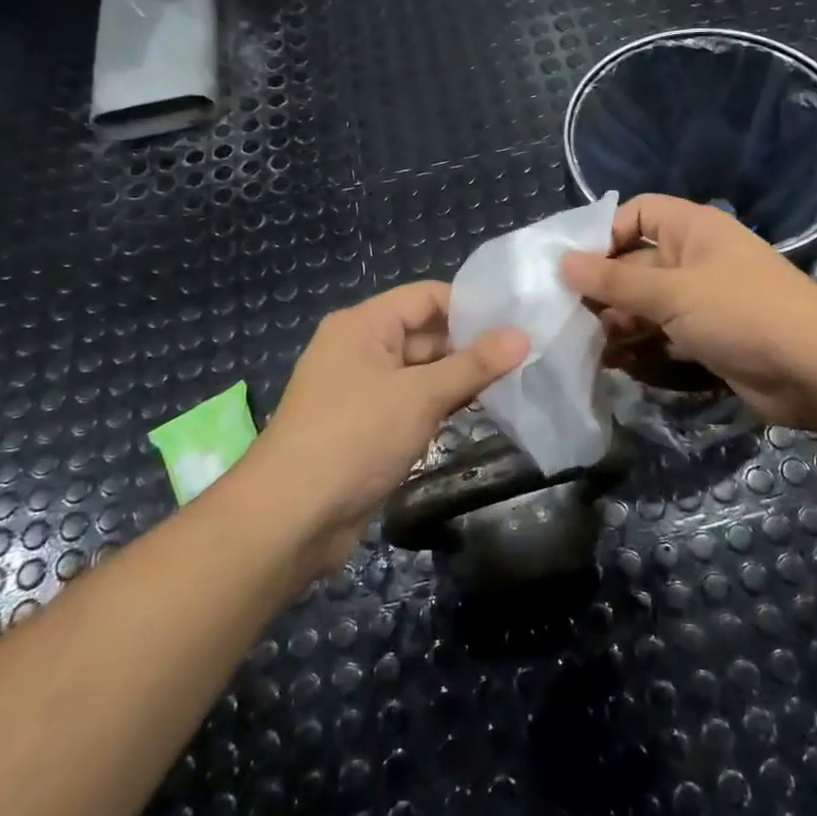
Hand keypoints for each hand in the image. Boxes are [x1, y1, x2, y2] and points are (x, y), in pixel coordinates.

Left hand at [250, 283, 527, 580]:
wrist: (291, 518)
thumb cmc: (354, 438)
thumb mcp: (420, 395)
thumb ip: (474, 365)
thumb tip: (523, 335)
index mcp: (363, 325)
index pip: (425, 297)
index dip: (470, 306)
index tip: (517, 322)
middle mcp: (360, 350)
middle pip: (425, 334)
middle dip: (470, 346)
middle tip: (525, 356)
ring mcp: (362, 391)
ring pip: (421, 373)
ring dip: (459, 379)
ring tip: (514, 383)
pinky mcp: (367, 427)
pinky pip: (411, 404)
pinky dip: (441, 406)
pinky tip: (479, 412)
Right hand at [562, 195, 816, 428]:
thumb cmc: (743, 313)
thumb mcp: (673, 293)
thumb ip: (615, 280)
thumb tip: (562, 262)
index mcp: (692, 230)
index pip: (636, 214)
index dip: (603, 234)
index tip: (571, 267)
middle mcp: (695, 259)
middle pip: (635, 263)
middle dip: (603, 288)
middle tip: (565, 315)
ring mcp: (701, 300)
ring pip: (645, 304)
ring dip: (616, 322)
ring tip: (583, 344)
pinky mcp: (706, 338)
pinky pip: (662, 334)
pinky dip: (639, 347)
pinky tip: (613, 363)